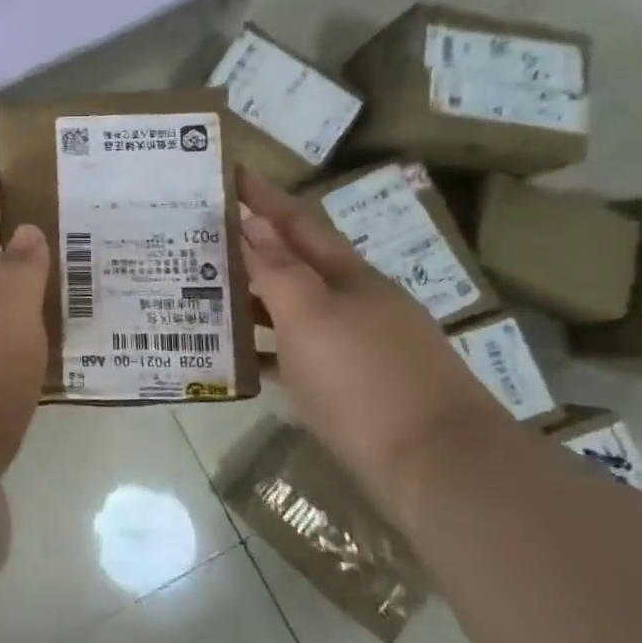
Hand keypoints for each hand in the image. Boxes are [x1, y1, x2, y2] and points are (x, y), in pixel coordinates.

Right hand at [237, 170, 505, 512]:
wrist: (441, 471)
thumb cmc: (365, 380)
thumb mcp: (310, 315)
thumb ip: (278, 268)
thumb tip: (254, 221)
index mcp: (349, 277)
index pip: (298, 223)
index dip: (263, 196)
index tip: (228, 171)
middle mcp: (358, 303)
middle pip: (297, 263)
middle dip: (252, 246)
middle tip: (200, 236)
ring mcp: (362, 347)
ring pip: (296, 309)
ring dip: (255, 298)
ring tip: (206, 292)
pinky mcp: (359, 390)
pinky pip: (301, 354)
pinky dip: (269, 348)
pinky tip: (242, 358)